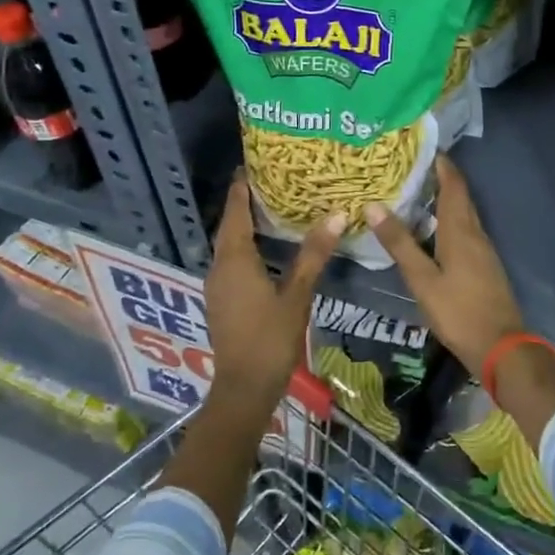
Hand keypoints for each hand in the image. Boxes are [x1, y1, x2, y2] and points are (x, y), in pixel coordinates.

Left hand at [205, 173, 343, 414]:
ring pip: (229, 246)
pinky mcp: (221, 301)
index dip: (241, 188)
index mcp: (235, 259)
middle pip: (229, 227)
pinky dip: (244, 247)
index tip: (250, 165)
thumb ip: (314, 254)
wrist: (243, 389)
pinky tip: (265, 251)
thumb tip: (337, 215)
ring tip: (270, 210)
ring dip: (244, 226)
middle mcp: (220, 267)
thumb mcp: (297, 295)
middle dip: (243, 204)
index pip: (235, 212)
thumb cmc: (270, 338)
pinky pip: (230, 262)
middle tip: (268, 182)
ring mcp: (217, 286)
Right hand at [365, 156, 523, 375]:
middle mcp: (475, 233)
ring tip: (414, 193)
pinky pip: (464, 231)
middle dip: (439, 177)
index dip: (441, 163)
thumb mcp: (422, 279)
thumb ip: (400, 243)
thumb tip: (373, 205)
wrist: (501, 348)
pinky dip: (447, 220)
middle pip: (459, 196)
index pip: (453, 184)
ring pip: (462, 214)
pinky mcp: (484, 265)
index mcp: (460, 230)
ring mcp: (483, 250)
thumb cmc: (458, 311)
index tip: (421, 146)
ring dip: (443, 199)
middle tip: (410, 167)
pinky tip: (430, 230)